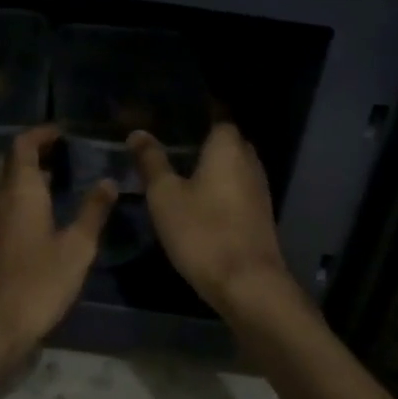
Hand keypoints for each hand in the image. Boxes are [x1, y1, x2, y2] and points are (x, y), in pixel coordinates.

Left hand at [0, 125, 117, 371]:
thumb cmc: (35, 283)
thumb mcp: (76, 249)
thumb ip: (93, 212)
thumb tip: (109, 181)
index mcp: (19, 190)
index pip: (24, 144)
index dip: (42, 133)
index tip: (62, 132)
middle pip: (9, 161)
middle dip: (33, 152)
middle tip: (61, 154)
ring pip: (1, 185)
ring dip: (24, 177)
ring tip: (55, 183)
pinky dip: (17, 199)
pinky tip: (37, 219)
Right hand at [128, 124, 294, 314]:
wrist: (248, 284)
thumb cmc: (203, 232)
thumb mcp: (165, 196)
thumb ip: (151, 161)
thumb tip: (138, 132)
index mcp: (228, 146)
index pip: (214, 114)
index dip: (191, 114)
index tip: (166, 116)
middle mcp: (249, 159)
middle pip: (222, 140)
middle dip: (198, 141)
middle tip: (165, 144)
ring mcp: (258, 187)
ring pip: (229, 166)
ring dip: (207, 167)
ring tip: (174, 170)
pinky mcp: (259, 212)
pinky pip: (235, 187)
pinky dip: (217, 187)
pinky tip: (195, 198)